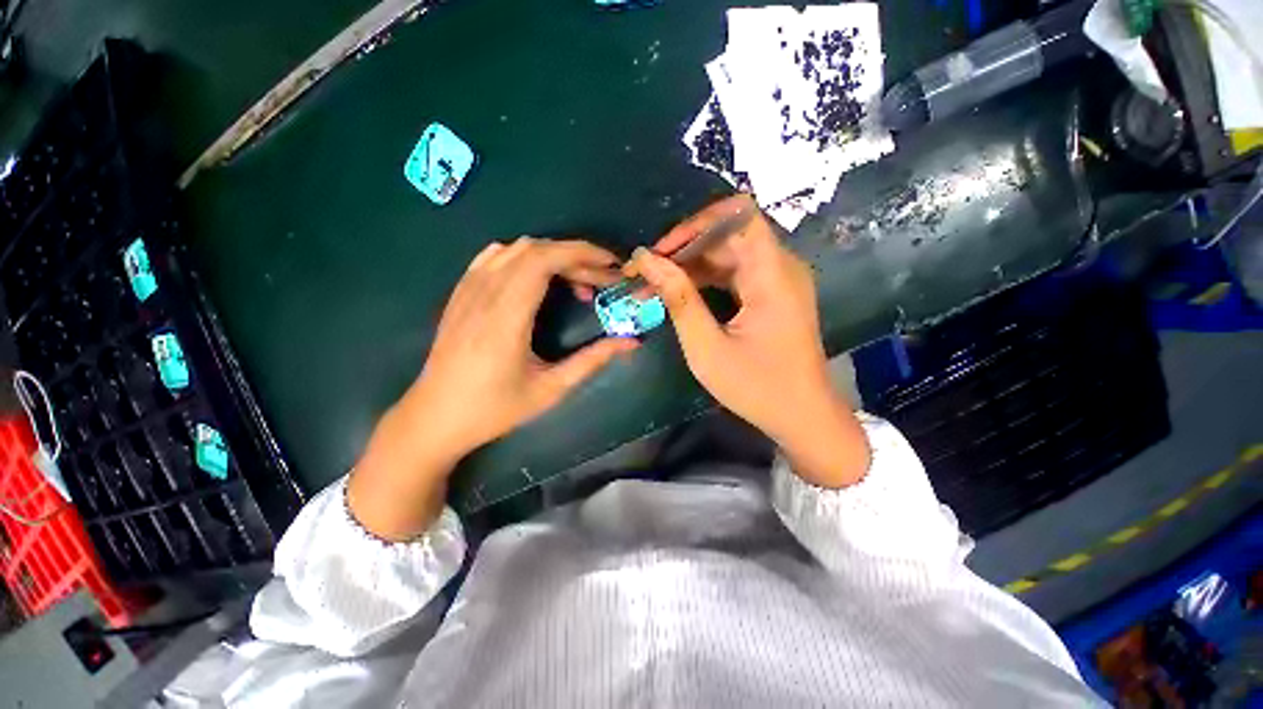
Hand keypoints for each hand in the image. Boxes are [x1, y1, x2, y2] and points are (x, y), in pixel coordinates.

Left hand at [349, 238, 636, 539]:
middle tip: (601, 281)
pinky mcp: (460, 293)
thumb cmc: (493, 409)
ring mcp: (468, 290)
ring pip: (515, 249)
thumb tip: (631, 342)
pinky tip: (537, 278)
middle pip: (535, 250)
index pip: (544, 260)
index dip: (582, 254)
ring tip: (574, 282)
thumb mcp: (550, 390)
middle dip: (576, 258)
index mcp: (507, 317)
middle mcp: (485, 293)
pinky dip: (524, 257)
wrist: (434, 417)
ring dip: (552, 257)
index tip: (611, 265)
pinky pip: (493, 257)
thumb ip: (592, 361)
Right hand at [626, 195, 869, 486]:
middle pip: (729, 235)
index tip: (662, 250)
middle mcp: (781, 267)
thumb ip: (678, 299)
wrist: (803, 418)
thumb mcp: (707, 347)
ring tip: (655, 285)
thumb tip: (646, 260)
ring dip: (691, 266)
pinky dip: (707, 280)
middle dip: (684, 249)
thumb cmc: (757, 388)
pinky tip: (681, 295)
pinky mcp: (773, 295)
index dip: (696, 224)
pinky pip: (736, 273)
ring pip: (729, 254)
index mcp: (772, 275)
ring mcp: (779, 281)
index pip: (738, 214)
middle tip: (647, 273)